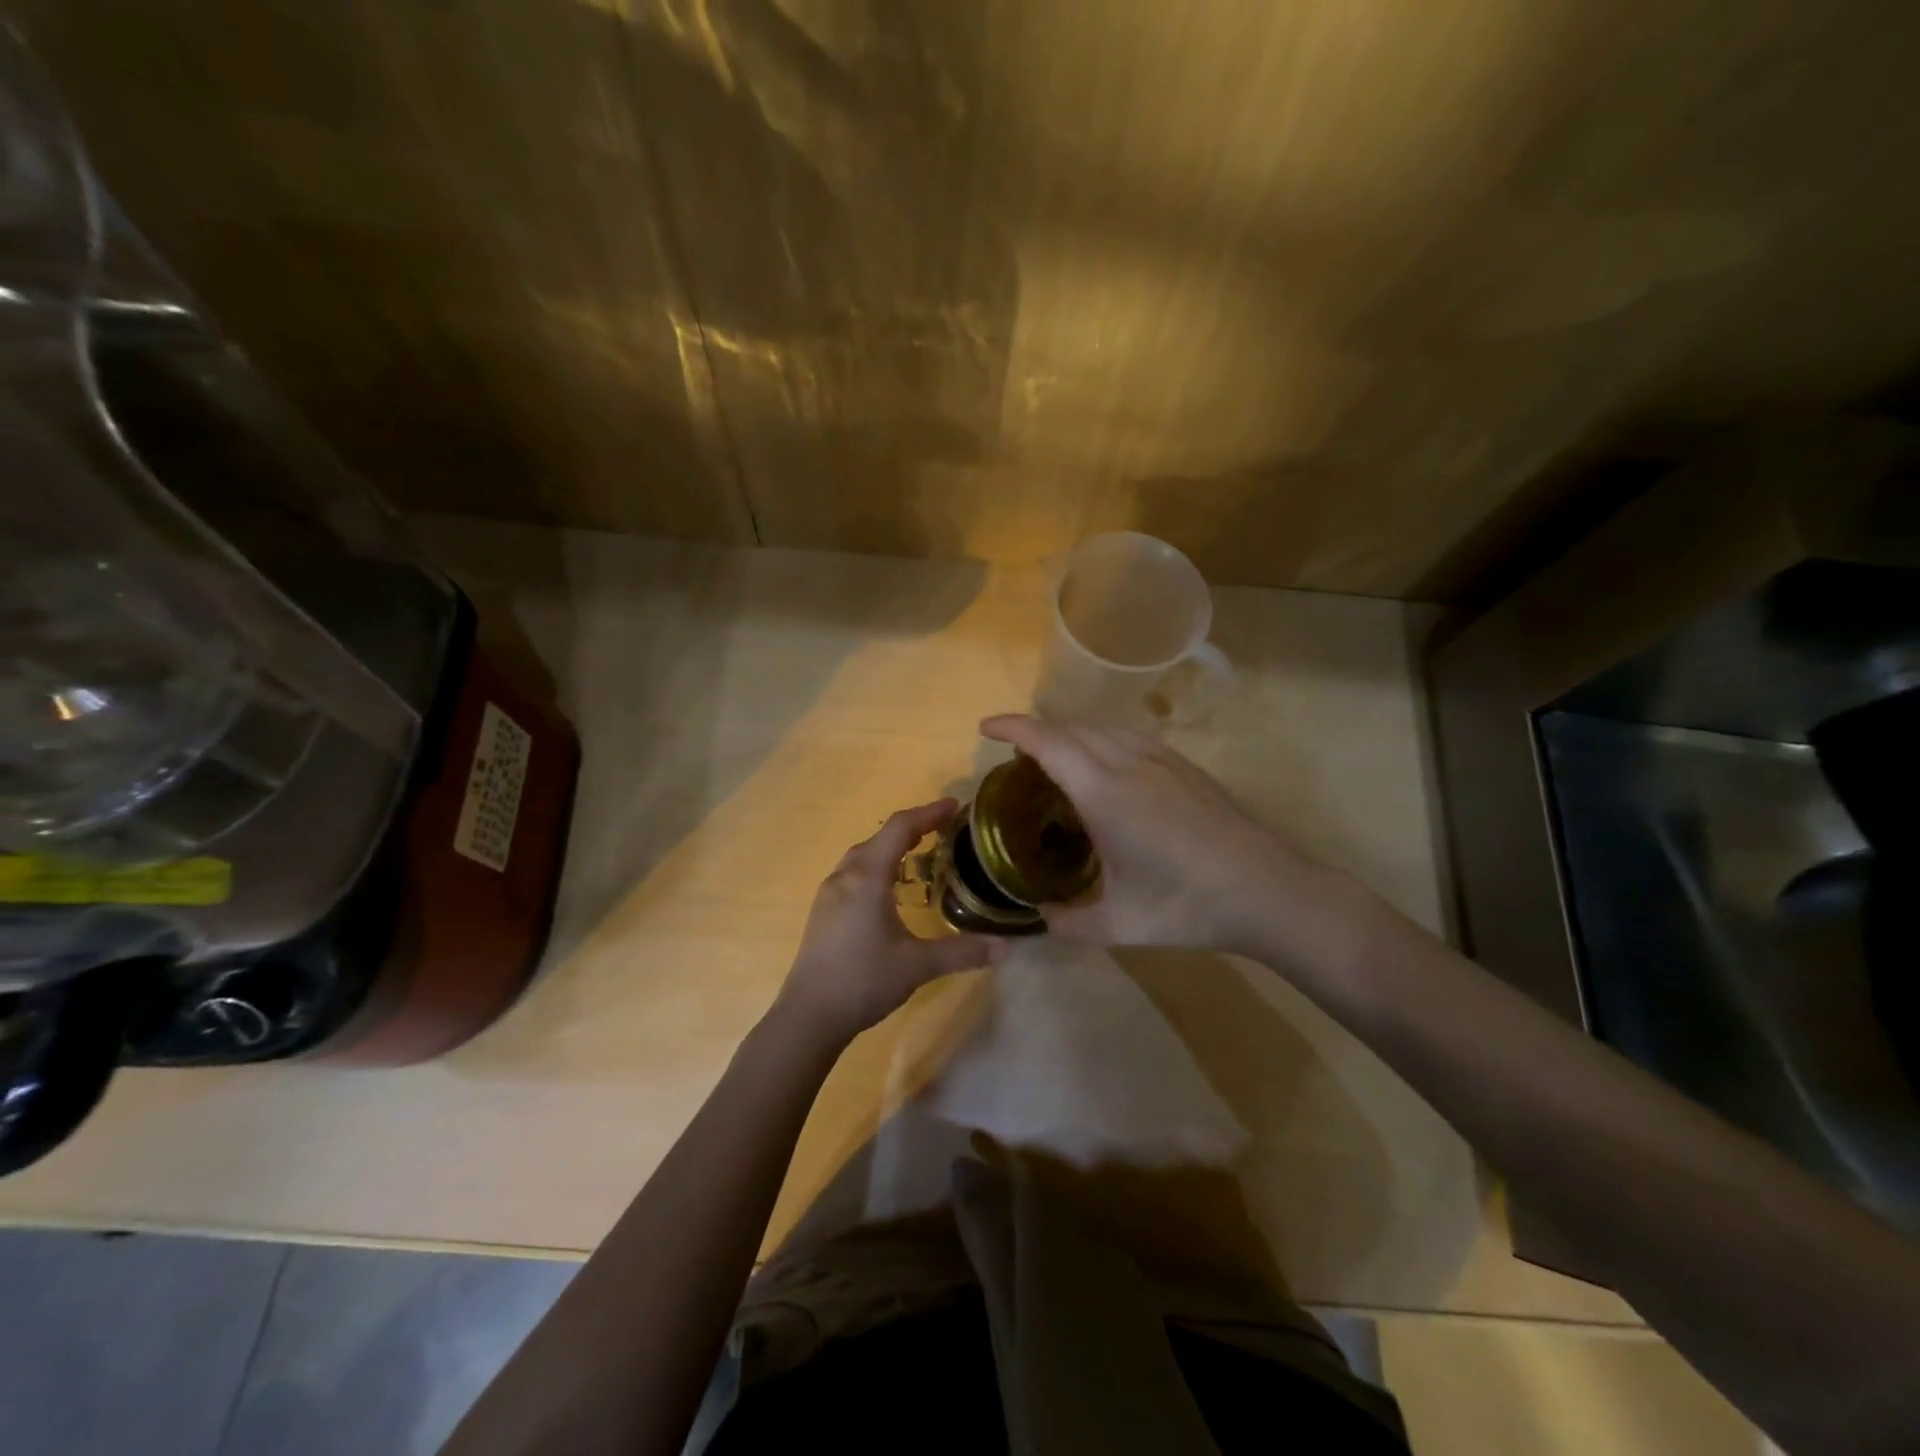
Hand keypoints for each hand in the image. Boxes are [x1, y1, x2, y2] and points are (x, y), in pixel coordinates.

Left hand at [778, 799, 995, 1041]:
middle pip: (881, 837)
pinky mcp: (824, 910)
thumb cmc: (863, 980)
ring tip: (921, 852)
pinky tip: (890, 888)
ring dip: (892, 846)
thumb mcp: (918, 965)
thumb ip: (962, 952)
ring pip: (864, 854)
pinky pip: (854, 872)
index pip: (900, 828)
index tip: (954, 806)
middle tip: (944, 829)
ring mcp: (830, 892)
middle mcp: (845, 875)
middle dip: (913, 827)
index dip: (928, 813)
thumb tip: (1006, 948)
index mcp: (868, 876)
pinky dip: (878, 865)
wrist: (808, 1015)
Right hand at [980, 715, 1320, 951]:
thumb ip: (1068, 922)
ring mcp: (1162, 760)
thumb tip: (1040, 917)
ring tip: (1055, 760)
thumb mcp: (1118, 924)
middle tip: (1015, 759)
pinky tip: (1105, 768)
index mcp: (1104, 792)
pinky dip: (1101, 740)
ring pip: (1102, 728)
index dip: (1012, 728)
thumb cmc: (1187, 905)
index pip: (1047, 742)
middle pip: (1071, 728)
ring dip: (1069, 734)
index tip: (985, 728)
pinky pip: (1129, 737)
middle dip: (1036, 732)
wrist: (1268, 891)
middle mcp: (1129, 762)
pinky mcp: (1185, 766)